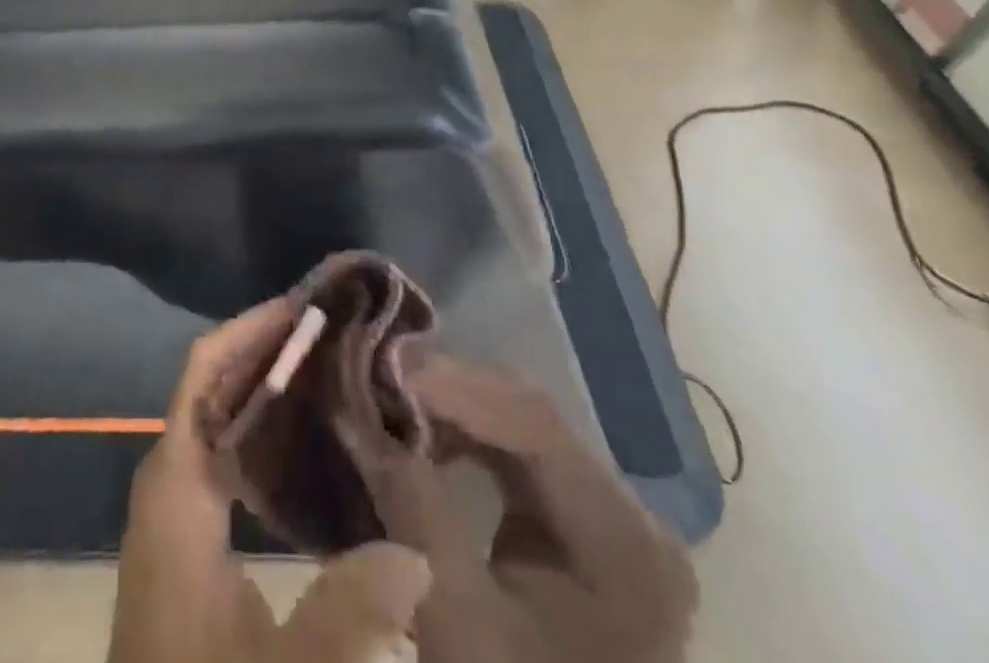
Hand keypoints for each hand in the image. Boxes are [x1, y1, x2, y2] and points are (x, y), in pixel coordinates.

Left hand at [109, 297, 434, 662]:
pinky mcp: (186, 539)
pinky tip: (306, 447)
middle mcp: (168, 479)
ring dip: (263, 386)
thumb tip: (418, 557)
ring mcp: (174, 509)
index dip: (250, 330)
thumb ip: (348, 614)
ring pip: (216, 418)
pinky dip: (258, 430)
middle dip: (264, 350)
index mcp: (176, 484)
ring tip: (327, 370)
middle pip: (211, 384)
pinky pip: (221, 454)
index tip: (304, 307)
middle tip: (330, 332)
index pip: (204, 372)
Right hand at [398, 356, 697, 662]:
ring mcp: (609, 520)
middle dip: (444, 388)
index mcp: (626, 544)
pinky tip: (418, 439)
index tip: (377, 365)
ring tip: (385, 400)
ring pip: (516, 427)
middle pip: (527, 416)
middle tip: (371, 372)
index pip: (533, 422)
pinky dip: (460, 439)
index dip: (451, 383)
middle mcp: (632, 515)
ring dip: (447, 408)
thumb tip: (356, 412)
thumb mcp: (458, 624)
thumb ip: (412, 505)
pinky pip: (513, 458)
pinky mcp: (578, 530)